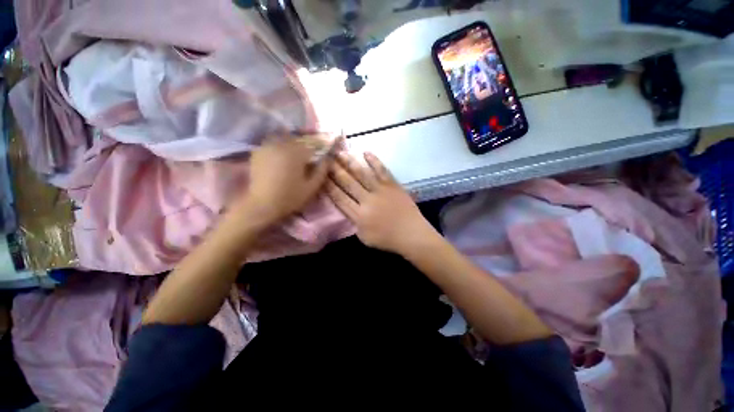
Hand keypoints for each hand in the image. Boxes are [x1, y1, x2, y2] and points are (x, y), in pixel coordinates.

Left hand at [229, 135, 332, 228]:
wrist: (263, 204)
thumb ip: (321, 171)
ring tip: (292, 157)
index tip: (318, 159)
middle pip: (296, 140)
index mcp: (296, 153)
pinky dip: (277, 147)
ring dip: (290, 145)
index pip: (311, 145)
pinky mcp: (257, 152)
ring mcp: (267, 147)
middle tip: (305, 159)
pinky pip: (271, 143)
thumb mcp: (311, 187)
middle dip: (303, 148)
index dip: (317, 151)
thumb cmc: (290, 197)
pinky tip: (279, 157)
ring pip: (283, 139)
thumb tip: (327, 159)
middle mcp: (281, 145)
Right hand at [326, 151, 435, 254]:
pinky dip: (374, 161)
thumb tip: (349, 210)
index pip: (339, 198)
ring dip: (350, 162)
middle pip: (347, 183)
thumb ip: (354, 223)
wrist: (411, 234)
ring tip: (339, 153)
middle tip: (325, 159)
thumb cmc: (388, 239)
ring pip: (361, 174)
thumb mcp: (364, 237)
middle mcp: (366, 200)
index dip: (329, 186)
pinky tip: (365, 152)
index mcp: (358, 215)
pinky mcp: (392, 185)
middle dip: (335, 170)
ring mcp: (380, 190)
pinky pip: (381, 170)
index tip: (321, 176)